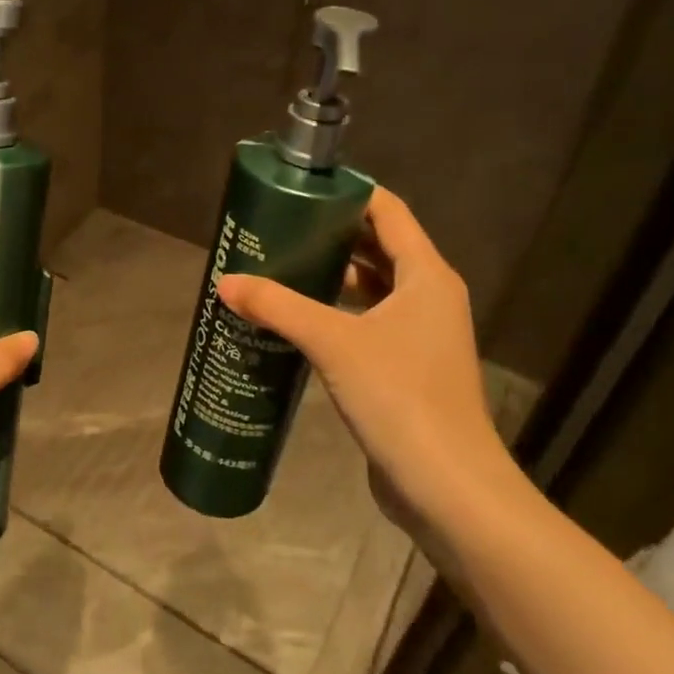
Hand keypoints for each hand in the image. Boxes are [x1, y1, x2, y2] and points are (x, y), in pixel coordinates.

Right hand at [218, 188, 528, 538]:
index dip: (349, 194)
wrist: (447, 484)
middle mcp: (430, 297)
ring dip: (333, 276)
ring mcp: (421, 335)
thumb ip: (278, 307)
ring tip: (282, 267)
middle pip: (380, 247)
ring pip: (374, 288)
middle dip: (332, 234)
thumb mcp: (333, 342)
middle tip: (280, 228)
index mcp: (426, 276)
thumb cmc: (400, 396)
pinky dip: (338, 312)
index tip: (302, 189)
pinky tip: (298, 321)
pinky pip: (369, 322)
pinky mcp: (407, 368)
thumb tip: (226, 283)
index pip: (389, 212)